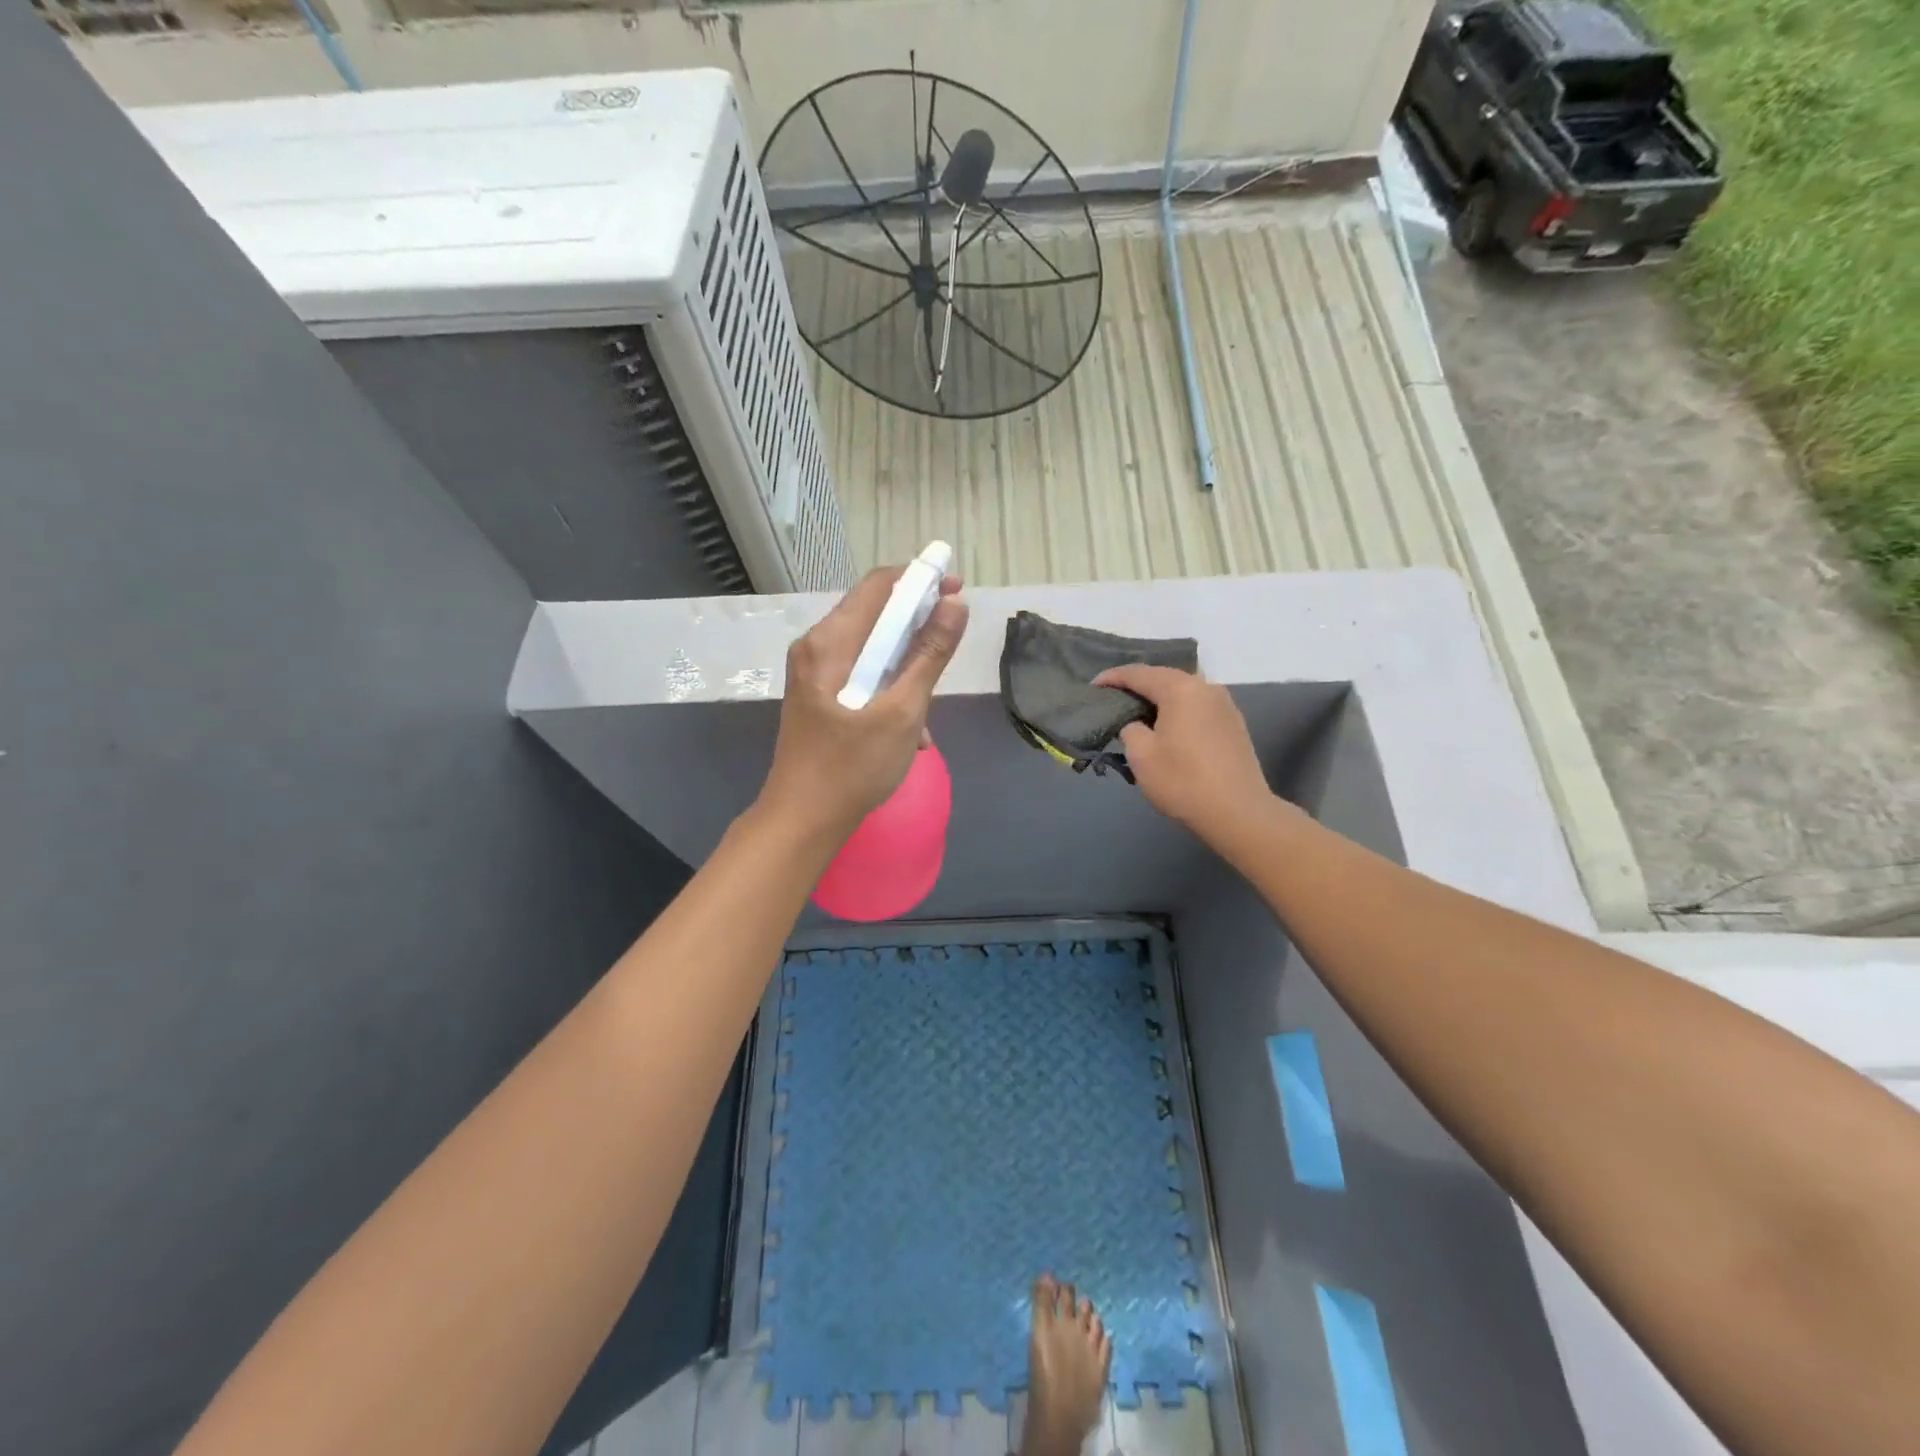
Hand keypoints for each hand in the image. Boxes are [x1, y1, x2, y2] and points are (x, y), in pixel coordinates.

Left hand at [757, 566, 968, 843]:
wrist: (803, 821)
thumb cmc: (852, 767)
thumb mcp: (902, 711)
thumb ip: (930, 655)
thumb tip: (955, 604)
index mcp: (829, 642)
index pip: (879, 585)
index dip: (921, 580)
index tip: (957, 591)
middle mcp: (816, 647)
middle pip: (874, 614)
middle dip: (917, 625)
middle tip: (952, 644)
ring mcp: (813, 672)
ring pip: (871, 648)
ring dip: (906, 665)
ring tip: (930, 703)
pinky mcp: (818, 695)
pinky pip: (860, 674)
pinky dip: (888, 688)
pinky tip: (911, 728)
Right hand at [1093, 664, 1274, 843]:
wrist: (1238, 813)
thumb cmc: (1183, 781)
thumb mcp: (1141, 755)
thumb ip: (1130, 729)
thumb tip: (1136, 724)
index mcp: (1181, 689)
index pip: (1139, 674)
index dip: (1113, 677)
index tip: (1093, 686)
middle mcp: (1206, 687)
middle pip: (1165, 677)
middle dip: (1138, 684)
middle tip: (1114, 697)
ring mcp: (1225, 705)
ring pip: (1184, 691)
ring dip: (1160, 697)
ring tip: (1139, 711)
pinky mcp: (1234, 724)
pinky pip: (1198, 706)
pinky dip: (1178, 709)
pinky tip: (1168, 725)